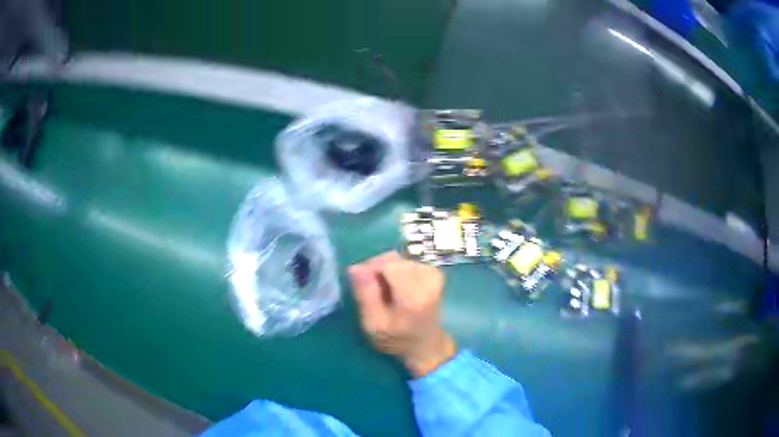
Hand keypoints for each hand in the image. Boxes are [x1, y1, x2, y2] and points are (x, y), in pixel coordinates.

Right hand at [349, 252, 455, 377]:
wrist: (426, 345)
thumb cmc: (397, 340)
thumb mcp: (373, 325)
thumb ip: (365, 295)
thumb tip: (355, 267)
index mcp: (413, 296)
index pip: (388, 264)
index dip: (370, 268)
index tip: (360, 282)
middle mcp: (428, 280)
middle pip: (393, 259)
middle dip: (377, 268)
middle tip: (369, 288)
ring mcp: (433, 274)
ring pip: (399, 259)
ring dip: (386, 269)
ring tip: (383, 290)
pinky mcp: (433, 273)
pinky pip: (407, 261)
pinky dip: (396, 270)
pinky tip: (395, 286)